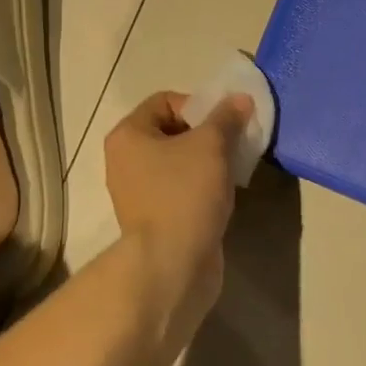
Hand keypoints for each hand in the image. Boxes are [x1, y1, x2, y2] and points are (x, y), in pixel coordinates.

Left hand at [103, 91, 247, 316]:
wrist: (171, 266)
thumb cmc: (184, 193)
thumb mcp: (211, 145)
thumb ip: (226, 117)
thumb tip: (240, 98)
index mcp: (128, 135)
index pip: (166, 101)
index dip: (198, 106)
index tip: (223, 124)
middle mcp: (125, 160)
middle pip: (173, 131)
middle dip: (207, 134)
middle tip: (233, 145)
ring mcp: (138, 192)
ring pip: (179, 162)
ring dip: (207, 162)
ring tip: (232, 170)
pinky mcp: (154, 219)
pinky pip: (180, 189)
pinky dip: (202, 187)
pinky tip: (223, 195)